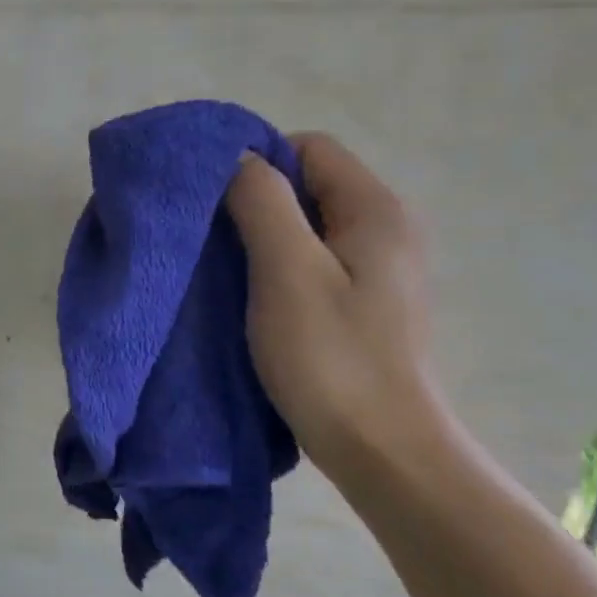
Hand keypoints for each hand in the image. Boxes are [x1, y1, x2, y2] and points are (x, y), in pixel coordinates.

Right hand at [223, 133, 439, 478]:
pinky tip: (253, 298)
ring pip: (307, 225)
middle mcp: (387, 228)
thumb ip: (261, 204)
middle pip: (309, 184)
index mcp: (375, 210)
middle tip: (210, 239)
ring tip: (225, 271)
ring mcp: (379, 268)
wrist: (382, 448)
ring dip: (261, 237)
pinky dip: (277, 267)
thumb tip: (236, 158)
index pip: (309, 148)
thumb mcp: (286, 272)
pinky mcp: (365, 302)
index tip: (213, 204)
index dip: (256, 163)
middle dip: (254, 201)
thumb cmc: (331, 357)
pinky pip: (313, 261)